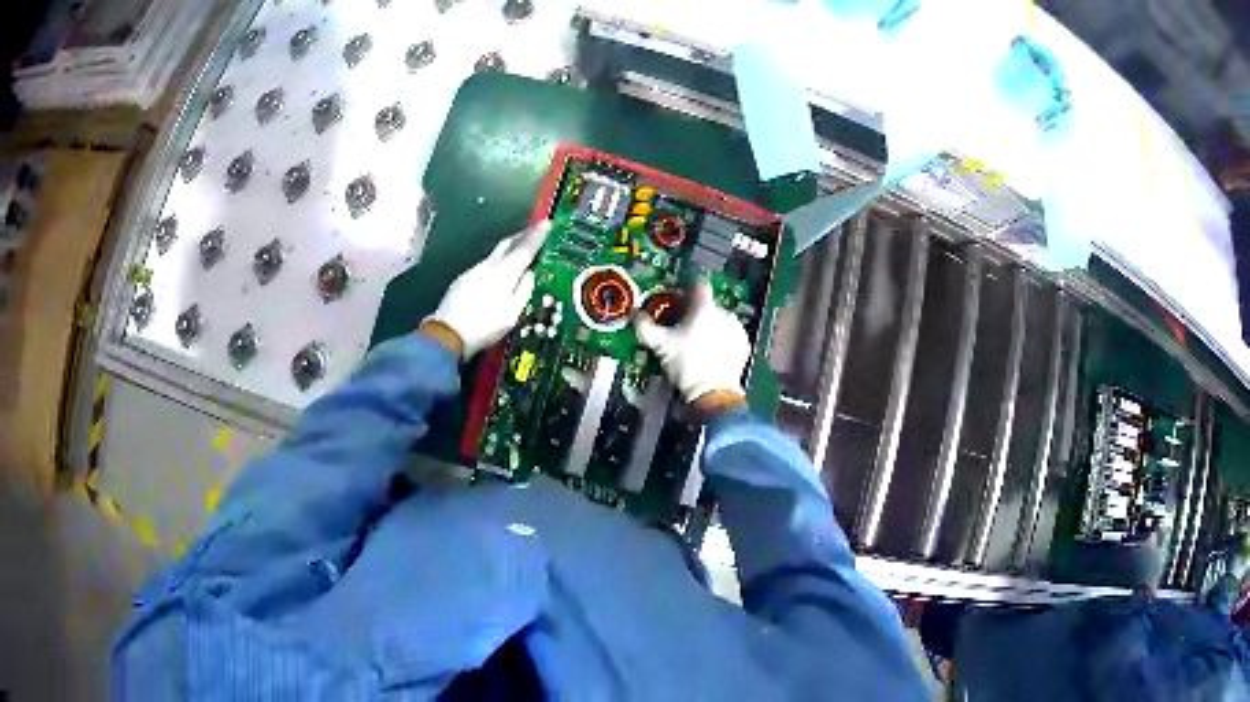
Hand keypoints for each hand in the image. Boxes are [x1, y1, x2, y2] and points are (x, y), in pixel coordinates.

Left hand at [424, 221, 550, 359]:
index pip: (525, 249)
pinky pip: (485, 265)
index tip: (547, 223)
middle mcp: (488, 266)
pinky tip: (499, 271)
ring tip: (519, 250)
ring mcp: (473, 271)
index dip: (537, 235)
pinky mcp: (463, 279)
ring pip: (495, 254)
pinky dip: (497, 262)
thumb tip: (529, 274)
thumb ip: (523, 291)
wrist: (447, 335)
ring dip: (509, 249)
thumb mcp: (511, 315)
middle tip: (535, 230)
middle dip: (522, 234)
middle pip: (507, 244)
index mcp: (503, 274)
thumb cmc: (483, 327)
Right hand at [634, 280, 749, 410]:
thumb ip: (646, 327)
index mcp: (704, 308)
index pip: (698, 286)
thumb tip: (637, 316)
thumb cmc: (687, 366)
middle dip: (696, 314)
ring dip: (710, 327)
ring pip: (720, 321)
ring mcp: (736, 330)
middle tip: (682, 328)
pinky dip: (722, 341)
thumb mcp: (660, 346)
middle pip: (708, 306)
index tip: (679, 298)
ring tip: (695, 344)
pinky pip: (730, 337)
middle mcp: (724, 314)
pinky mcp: (743, 346)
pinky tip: (710, 353)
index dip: (686, 290)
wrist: (712, 393)